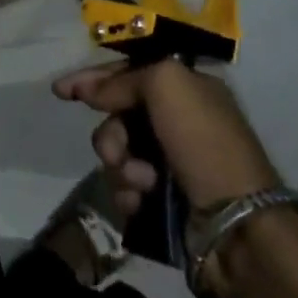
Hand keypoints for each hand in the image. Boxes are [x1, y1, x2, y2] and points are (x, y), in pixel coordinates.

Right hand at [54, 59, 279, 215]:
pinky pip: (124, 188)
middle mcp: (178, 122)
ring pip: (117, 154)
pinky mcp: (162, 200)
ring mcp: (170, 163)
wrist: (235, 225)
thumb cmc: (204, 143)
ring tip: (142, 183)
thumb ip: (124, 79)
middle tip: (117, 151)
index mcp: (187, 89)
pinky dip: (128, 194)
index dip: (94, 79)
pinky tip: (140, 202)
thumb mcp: (168, 85)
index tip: (61, 91)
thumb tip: (93, 92)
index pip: (130, 72)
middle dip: (110, 134)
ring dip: (120, 167)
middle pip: (117, 115)